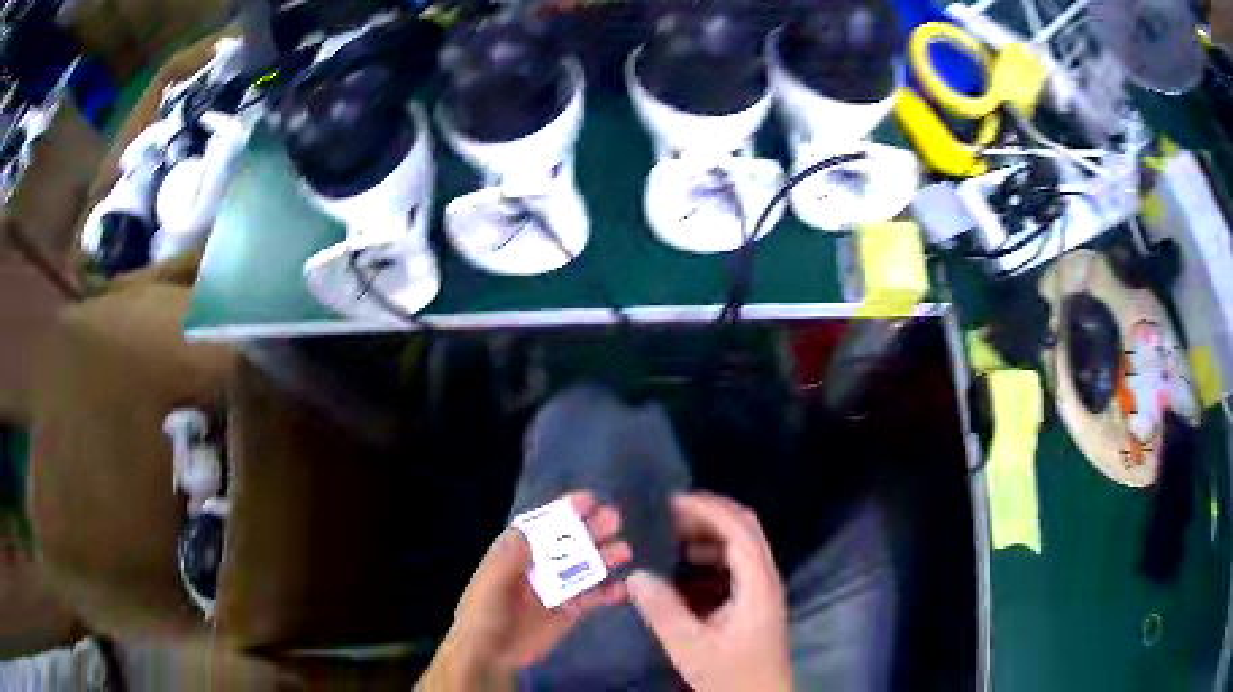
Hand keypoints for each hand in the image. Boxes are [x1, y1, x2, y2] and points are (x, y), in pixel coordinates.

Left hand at [418, 491, 631, 689]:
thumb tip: (530, 528)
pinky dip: (609, 592)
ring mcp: (556, 588)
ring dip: (604, 557)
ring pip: (585, 567)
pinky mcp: (569, 611)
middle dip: (591, 530)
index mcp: (516, 553)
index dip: (563, 511)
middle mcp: (539, 566)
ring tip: (624, 551)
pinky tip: (623, 589)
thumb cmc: (483, 614)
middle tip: (615, 520)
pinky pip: (593, 597)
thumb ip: (510, 557)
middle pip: (568, 543)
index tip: (588, 500)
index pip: (542, 525)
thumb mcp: (491, 583)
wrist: (490, 656)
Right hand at [627, 492, 791, 691]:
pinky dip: (711, 555)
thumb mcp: (691, 647)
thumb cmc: (731, 675)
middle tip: (668, 512)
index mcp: (758, 583)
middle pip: (745, 529)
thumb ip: (663, 610)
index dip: (707, 509)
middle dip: (708, 515)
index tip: (671, 501)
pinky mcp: (755, 603)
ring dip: (709, 534)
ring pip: (741, 546)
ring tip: (671, 534)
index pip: (739, 529)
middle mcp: (766, 579)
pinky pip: (735, 565)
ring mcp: (763, 590)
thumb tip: (636, 574)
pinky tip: (685, 566)